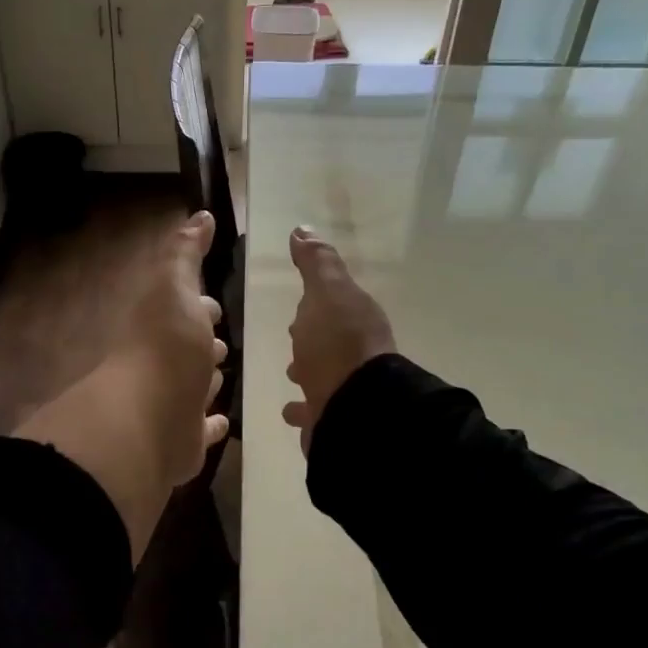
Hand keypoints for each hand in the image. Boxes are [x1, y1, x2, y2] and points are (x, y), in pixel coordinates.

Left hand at [15, 211, 227, 561]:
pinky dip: (211, 424)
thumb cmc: (165, 346)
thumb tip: (200, 216)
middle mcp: (164, 364)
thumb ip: (185, 253)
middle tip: (221, 341)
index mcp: (161, 326)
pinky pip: (202, 430)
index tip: (212, 302)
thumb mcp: (174, 286)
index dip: (197, 304)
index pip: (182, 309)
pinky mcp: (184, 441)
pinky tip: (222, 421)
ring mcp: (173, 404)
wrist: (147, 419)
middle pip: (188, 350)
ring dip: (206, 379)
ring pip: (194, 387)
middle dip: (203, 342)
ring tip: (223, 372)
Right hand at [282, 226, 394, 454]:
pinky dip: (301, 407)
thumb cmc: (336, 344)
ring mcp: (345, 387)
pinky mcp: (332, 417)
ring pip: (322, 373)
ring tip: (291, 372)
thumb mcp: (326, 292)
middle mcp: (356, 353)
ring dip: (307, 369)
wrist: (354, 408)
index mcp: (357, 319)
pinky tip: (290, 410)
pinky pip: (313, 409)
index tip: (300, 304)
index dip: (316, 302)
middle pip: (329, 339)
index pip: (334, 305)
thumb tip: (302, 230)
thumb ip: (316, 263)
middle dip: (311, 336)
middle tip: (293, 337)